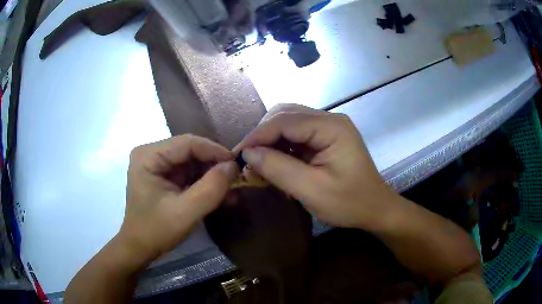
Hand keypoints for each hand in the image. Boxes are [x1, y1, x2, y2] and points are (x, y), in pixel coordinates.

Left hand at [119, 135, 237, 264]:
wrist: (140, 248)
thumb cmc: (156, 231)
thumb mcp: (185, 213)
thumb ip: (210, 189)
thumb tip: (232, 166)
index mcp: (149, 156)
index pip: (187, 143)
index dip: (214, 151)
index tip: (236, 165)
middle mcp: (151, 154)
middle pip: (190, 151)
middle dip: (214, 166)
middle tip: (236, 180)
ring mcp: (157, 165)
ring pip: (192, 162)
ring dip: (212, 176)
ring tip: (231, 190)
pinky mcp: (164, 176)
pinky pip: (189, 173)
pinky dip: (205, 183)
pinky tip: (220, 195)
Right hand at [235, 105, 396, 229]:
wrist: (376, 208)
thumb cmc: (349, 203)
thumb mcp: (311, 190)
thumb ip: (278, 169)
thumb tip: (248, 153)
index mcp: (331, 127)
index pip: (284, 121)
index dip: (257, 135)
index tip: (238, 155)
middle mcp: (329, 119)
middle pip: (285, 116)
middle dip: (262, 136)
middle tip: (248, 159)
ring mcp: (328, 127)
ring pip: (288, 124)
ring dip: (270, 141)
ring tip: (258, 163)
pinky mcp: (325, 138)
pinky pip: (296, 136)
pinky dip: (281, 148)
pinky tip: (275, 163)